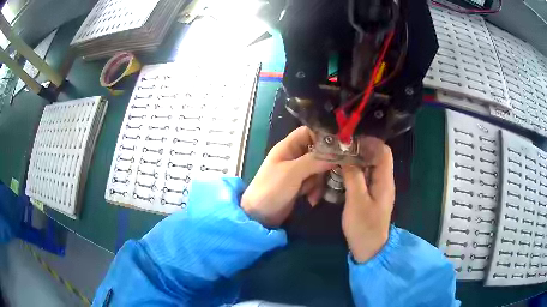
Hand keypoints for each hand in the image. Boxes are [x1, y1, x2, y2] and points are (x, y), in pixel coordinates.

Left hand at [242, 127, 333, 227]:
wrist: (259, 216)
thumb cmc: (271, 189)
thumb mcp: (292, 172)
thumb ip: (314, 161)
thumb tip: (336, 154)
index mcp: (288, 147)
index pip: (308, 132)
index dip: (323, 136)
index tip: (339, 146)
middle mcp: (294, 156)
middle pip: (318, 151)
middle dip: (325, 164)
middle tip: (334, 173)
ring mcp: (297, 171)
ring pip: (319, 168)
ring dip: (320, 181)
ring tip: (314, 193)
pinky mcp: (300, 185)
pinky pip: (315, 182)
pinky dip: (316, 190)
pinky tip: (311, 200)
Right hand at [341, 143, 394, 262]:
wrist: (369, 249)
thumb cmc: (364, 227)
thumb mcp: (357, 202)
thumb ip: (353, 177)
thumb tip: (346, 157)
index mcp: (385, 180)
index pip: (383, 151)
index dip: (370, 142)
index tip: (350, 140)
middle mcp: (384, 181)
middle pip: (376, 157)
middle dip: (359, 149)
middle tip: (340, 147)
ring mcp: (377, 188)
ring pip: (369, 166)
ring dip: (355, 160)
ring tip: (338, 157)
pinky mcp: (370, 195)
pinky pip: (364, 177)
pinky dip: (354, 171)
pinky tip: (340, 172)